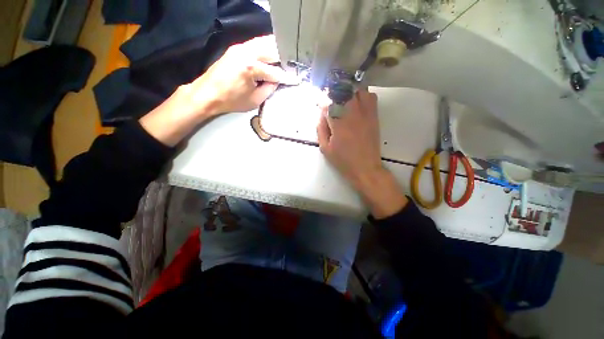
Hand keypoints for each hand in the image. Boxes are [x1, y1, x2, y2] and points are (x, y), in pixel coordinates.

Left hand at [180, 35, 298, 115]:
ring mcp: (240, 47)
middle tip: (293, 64)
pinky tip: (271, 54)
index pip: (275, 71)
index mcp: (251, 68)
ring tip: (285, 57)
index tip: (296, 79)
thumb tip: (278, 81)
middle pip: (272, 49)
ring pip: (264, 42)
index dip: (287, 77)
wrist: (207, 94)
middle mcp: (246, 52)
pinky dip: (266, 48)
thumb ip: (269, 88)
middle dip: (284, 57)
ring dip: (275, 49)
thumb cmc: (231, 101)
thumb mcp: (255, 100)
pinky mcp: (236, 48)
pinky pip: (255, 44)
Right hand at [317, 89, 407, 217]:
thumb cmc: (343, 160)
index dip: (322, 102)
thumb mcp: (325, 148)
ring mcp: (365, 114)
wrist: (365, 168)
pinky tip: (357, 103)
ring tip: (344, 99)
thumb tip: (321, 115)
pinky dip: (363, 95)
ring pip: (358, 90)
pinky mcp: (374, 116)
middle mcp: (352, 114)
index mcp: (338, 123)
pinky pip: (371, 97)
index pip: (328, 103)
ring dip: (349, 92)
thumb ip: (320, 129)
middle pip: (343, 91)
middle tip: (331, 100)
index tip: (320, 103)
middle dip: (335, 93)